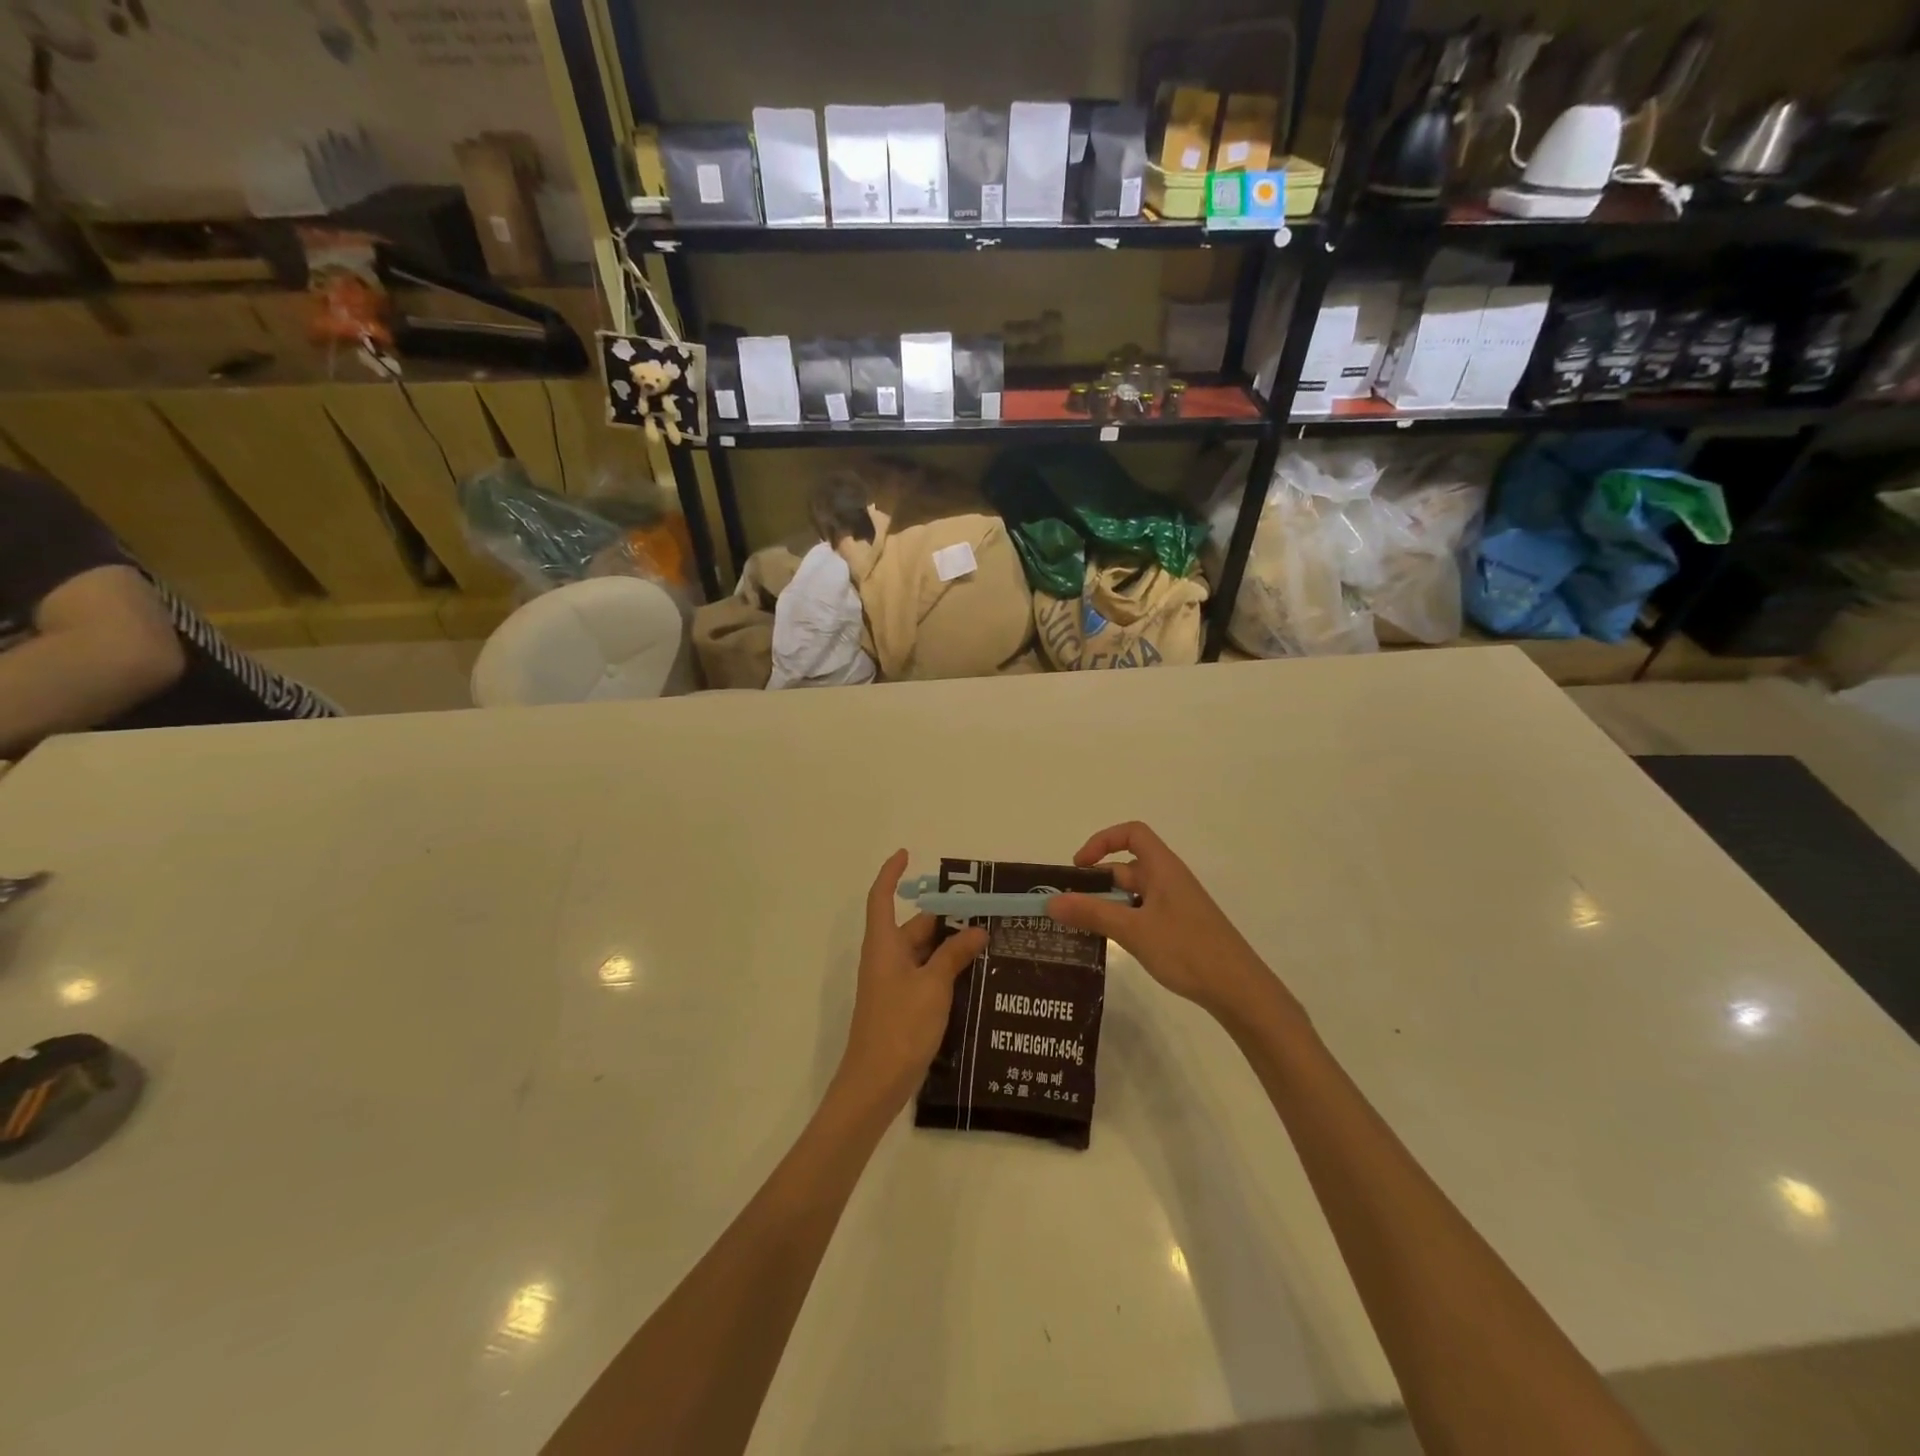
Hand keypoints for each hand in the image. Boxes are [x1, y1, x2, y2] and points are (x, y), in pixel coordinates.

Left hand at [836, 850, 987, 1109]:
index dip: (891, 873)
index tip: (907, 854)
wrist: (875, 1084)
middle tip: (984, 909)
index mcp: (884, 945)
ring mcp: (893, 983)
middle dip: (945, 916)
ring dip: (951, 945)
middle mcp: (885, 958)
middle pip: (914, 925)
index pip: (882, 897)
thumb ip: (954, 955)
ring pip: (924, 951)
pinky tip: (976, 974)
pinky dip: (947, 968)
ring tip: (990, 938)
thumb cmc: (900, 1026)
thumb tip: (976, 930)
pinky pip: (926, 974)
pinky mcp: (902, 1004)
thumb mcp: (933, 986)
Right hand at [1046, 822, 1294, 1024]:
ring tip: (1080, 928)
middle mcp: (1169, 880)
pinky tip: (1109, 944)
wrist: (1238, 989)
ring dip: (1106, 905)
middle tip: (1067, 908)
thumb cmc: (1186, 949)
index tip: (1079, 867)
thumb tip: (1050, 902)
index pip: (1132, 834)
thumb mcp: (1133, 931)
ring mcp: (1175, 905)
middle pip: (1126, 867)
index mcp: (1163, 868)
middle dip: (1096, 884)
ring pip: (1132, 894)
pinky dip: (1122, 921)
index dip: (1103, 841)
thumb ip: (1091, 913)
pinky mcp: (1178, 927)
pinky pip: (1142, 913)